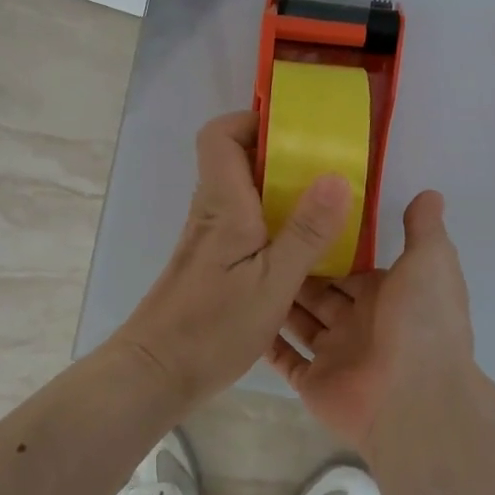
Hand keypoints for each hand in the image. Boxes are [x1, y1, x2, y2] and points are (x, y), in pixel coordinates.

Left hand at [113, 111, 353, 401]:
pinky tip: (302, 247)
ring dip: (281, 189)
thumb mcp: (273, 283)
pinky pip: (245, 220)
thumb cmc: (213, 327)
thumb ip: (306, 232)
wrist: (157, 373)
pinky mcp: (213, 260)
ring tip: (325, 204)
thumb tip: (337, 176)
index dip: (253, 121)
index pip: (219, 135)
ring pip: (243, 191)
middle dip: (281, 154)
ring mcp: (210, 236)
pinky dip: (274, 219)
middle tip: (326, 168)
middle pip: (237, 158)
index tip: (296, 132)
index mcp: (223, 204)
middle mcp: (211, 211)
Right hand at [266, 190, 476, 453]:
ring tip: (241, 268)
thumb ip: (424, 228)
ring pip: (300, 321)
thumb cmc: (421, 321)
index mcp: (387, 294)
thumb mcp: (431, 261)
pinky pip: (285, 359)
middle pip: (321, 291)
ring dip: (278, 300)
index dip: (326, 245)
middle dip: (296, 268)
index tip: (295, 217)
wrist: (414, 398)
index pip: (351, 265)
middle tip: (257, 238)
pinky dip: (267, 341)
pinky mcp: (314, 382)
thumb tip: (429, 194)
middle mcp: (360, 323)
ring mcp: (336, 355)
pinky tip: (241, 313)